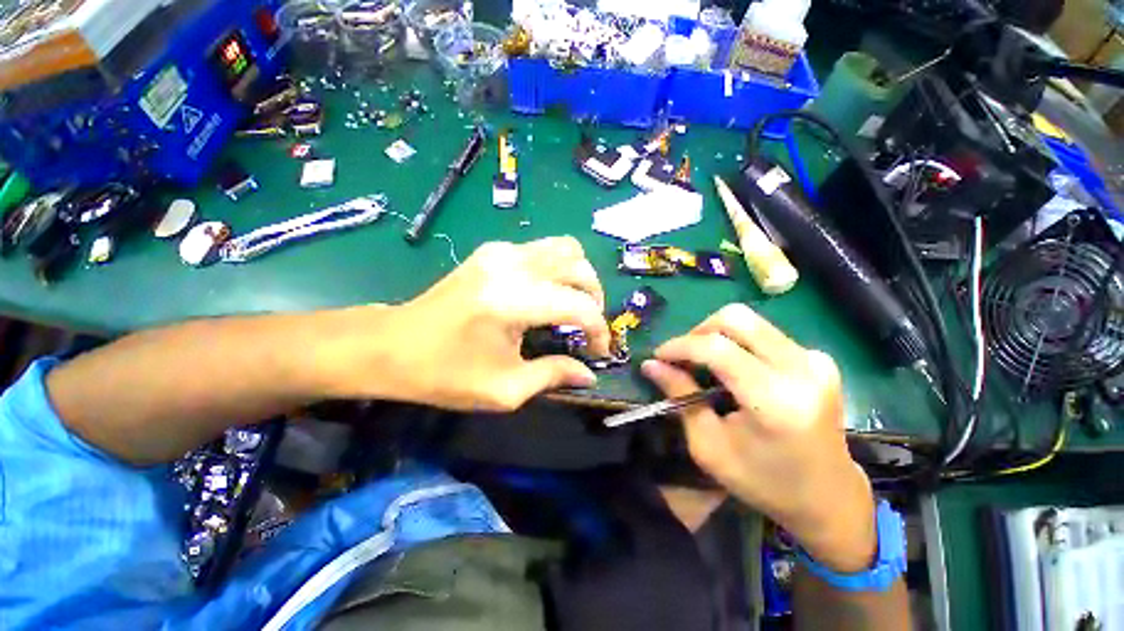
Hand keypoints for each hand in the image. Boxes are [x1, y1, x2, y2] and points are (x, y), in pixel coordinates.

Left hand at [334, 237, 610, 411]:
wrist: (392, 345)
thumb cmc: (444, 374)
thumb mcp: (504, 388)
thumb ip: (553, 375)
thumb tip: (589, 373)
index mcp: (513, 301)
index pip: (579, 306)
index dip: (598, 330)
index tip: (598, 351)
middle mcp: (512, 265)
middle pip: (578, 265)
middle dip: (595, 297)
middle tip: (588, 326)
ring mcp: (500, 252)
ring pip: (564, 248)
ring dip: (578, 277)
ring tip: (574, 305)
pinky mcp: (491, 251)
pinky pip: (542, 249)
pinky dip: (557, 269)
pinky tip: (547, 294)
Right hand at [642, 304, 875, 572]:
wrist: (828, 497)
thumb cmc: (763, 481)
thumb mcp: (709, 446)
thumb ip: (680, 396)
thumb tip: (650, 365)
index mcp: (774, 400)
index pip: (717, 348)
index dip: (680, 346)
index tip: (659, 356)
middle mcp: (801, 370)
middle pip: (736, 318)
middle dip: (699, 331)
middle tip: (683, 357)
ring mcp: (815, 360)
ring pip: (750, 321)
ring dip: (717, 336)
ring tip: (705, 365)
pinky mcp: (819, 359)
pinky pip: (765, 334)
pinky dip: (739, 344)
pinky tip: (736, 371)